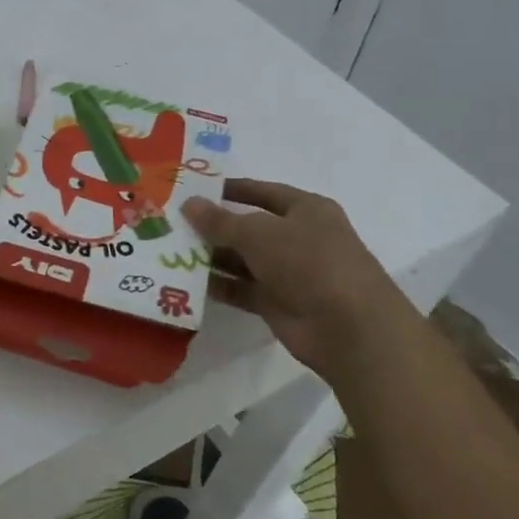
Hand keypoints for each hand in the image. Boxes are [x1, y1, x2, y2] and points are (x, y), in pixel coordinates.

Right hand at [182, 179, 415, 381]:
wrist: (349, 328)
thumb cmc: (309, 263)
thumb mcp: (259, 233)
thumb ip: (220, 220)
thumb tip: (188, 204)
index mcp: (306, 210)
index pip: (262, 192)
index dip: (230, 189)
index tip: (193, 189)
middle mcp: (298, 238)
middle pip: (248, 227)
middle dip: (213, 226)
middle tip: (171, 222)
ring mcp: (288, 273)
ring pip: (241, 259)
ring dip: (210, 256)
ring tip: (169, 250)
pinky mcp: (276, 303)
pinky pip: (240, 288)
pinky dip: (217, 285)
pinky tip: (184, 280)